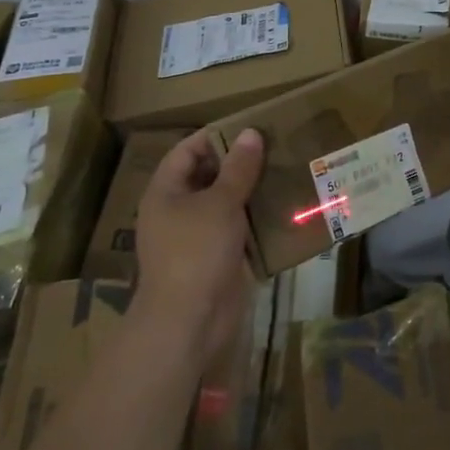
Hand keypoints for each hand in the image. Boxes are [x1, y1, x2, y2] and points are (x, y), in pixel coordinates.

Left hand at [130, 128, 264, 363]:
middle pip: (207, 176)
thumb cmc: (196, 251)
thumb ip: (238, 168)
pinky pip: (236, 229)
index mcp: (165, 191)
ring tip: (284, 172)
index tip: (250, 128)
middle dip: (238, 163)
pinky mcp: (215, 258)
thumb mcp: (220, 203)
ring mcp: (195, 236)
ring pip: (224, 203)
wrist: (189, 321)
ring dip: (251, 191)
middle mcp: (176, 210)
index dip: (215, 137)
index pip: (187, 151)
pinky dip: (255, 219)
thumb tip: (251, 133)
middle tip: (275, 147)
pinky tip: (282, 208)